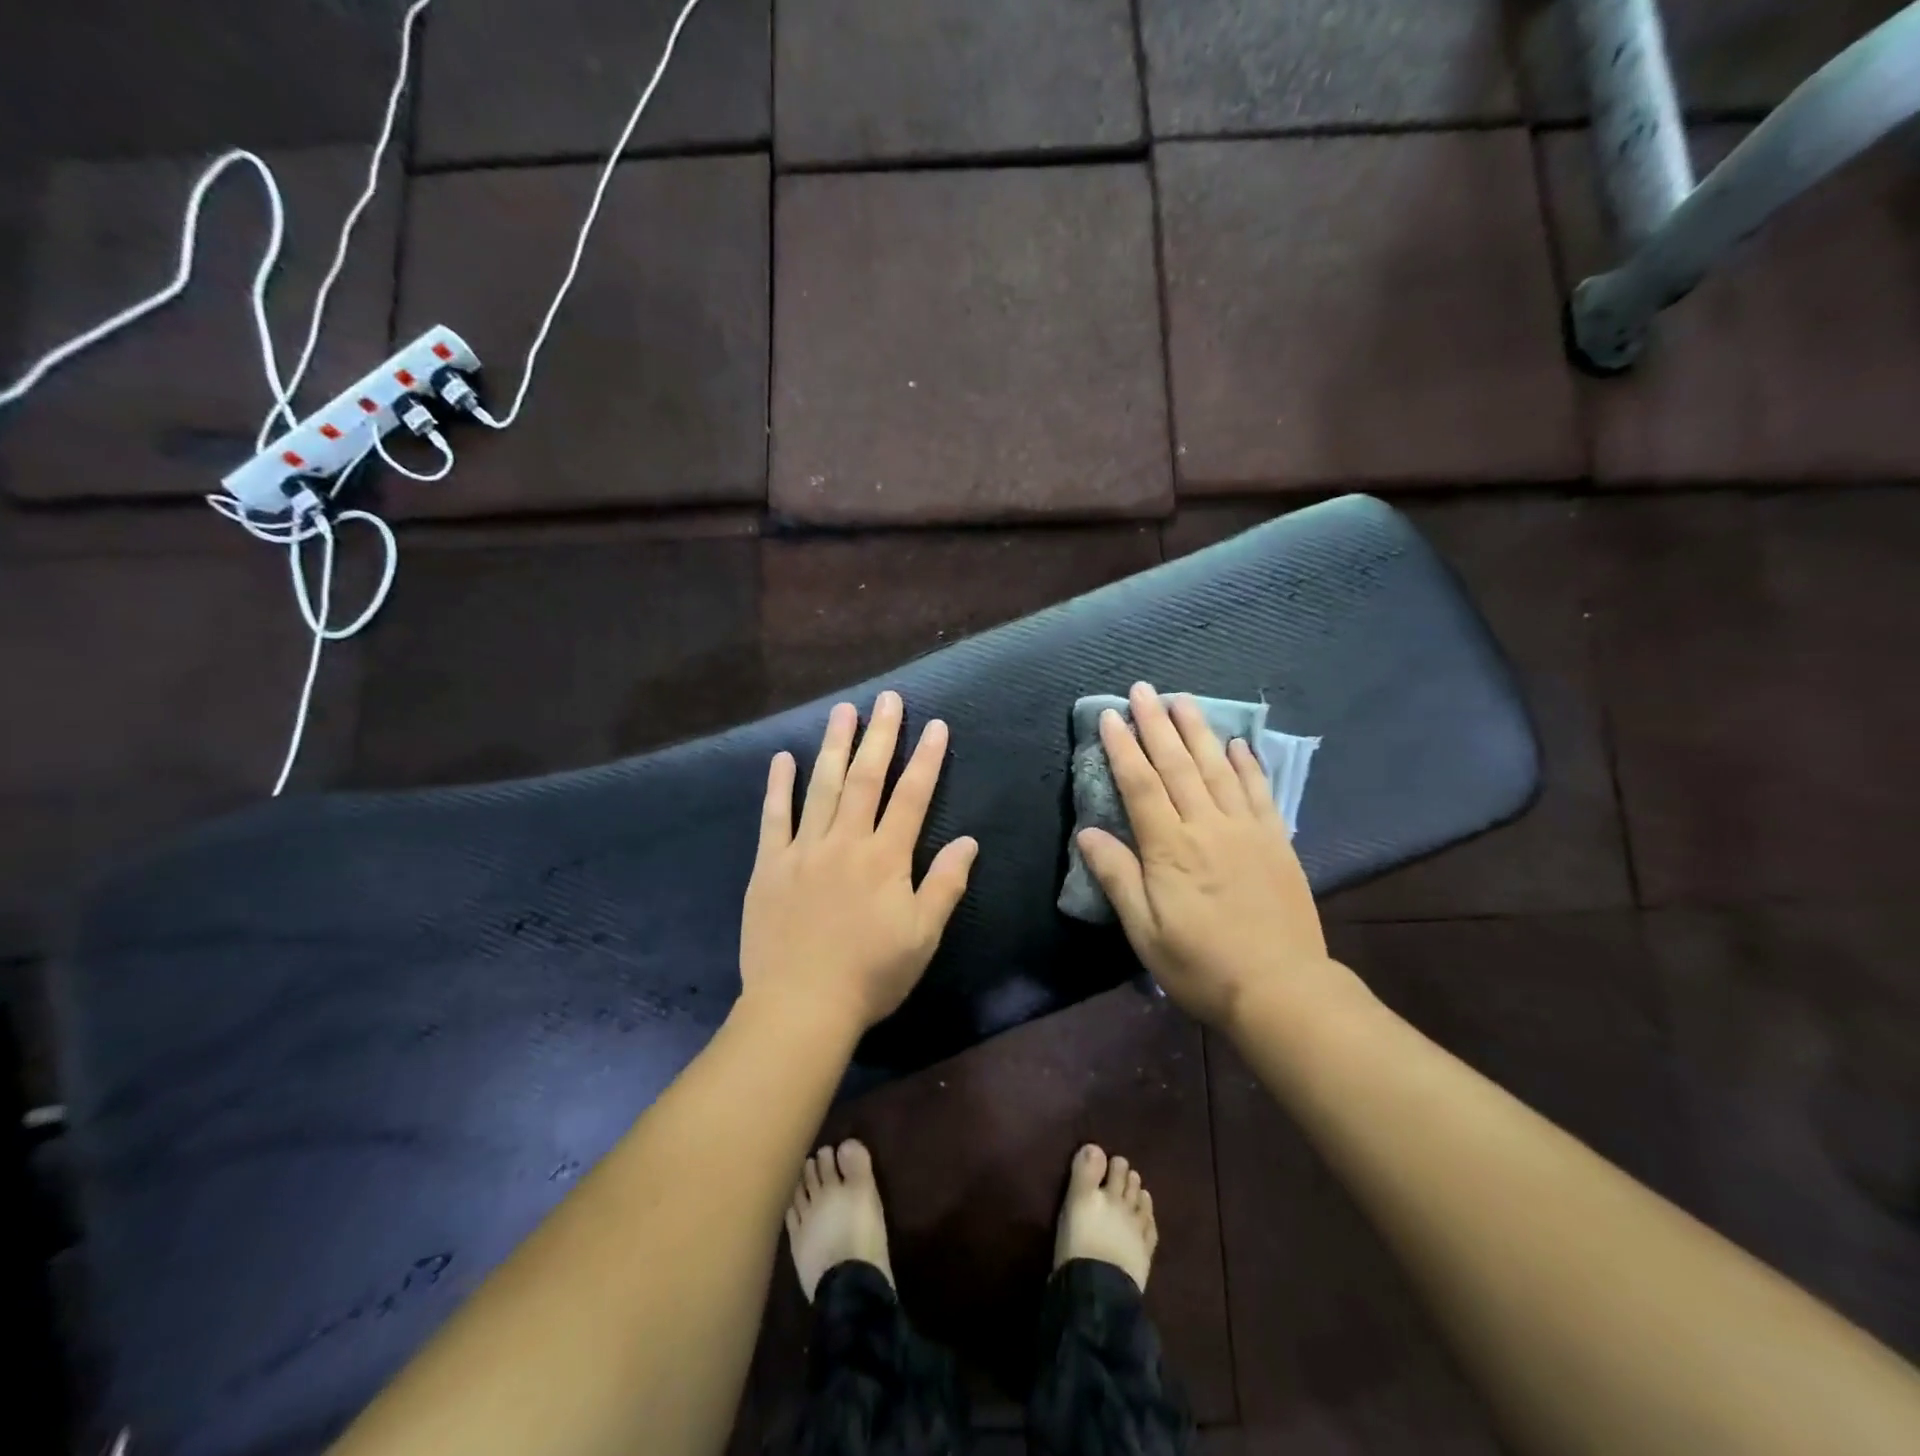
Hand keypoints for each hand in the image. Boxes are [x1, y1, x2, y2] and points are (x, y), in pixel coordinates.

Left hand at [739, 691, 978, 1035]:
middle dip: (880, 736)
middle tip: (887, 699)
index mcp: (885, 858)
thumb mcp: (922, 936)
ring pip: (821, 786)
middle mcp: (845, 842)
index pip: (911, 796)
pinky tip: (782, 759)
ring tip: (843, 711)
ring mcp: (803, 850)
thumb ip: (945, 884)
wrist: (800, 1006)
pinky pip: (773, 818)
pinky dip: (779, 786)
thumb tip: (969, 841)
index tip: (935, 725)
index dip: (926, 759)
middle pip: (865, 778)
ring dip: (833, 745)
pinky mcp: (769, 866)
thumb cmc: (870, 974)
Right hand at [1076, 683, 1337, 1028]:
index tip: (1111, 716)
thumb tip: (1087, 833)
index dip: (1123, 747)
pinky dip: (1248, 763)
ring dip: (1198, 731)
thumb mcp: (1145, 931)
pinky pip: (1259, 791)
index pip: (1140, 784)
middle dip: (1157, 724)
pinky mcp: (1275, 841)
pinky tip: (1238, 743)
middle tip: (1143, 689)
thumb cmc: (1201, 964)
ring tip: (1184, 699)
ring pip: (1217, 768)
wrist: (1281, 989)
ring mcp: (1246, 830)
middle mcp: (1207, 826)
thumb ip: (1117, 876)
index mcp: (1170, 847)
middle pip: (1177, 764)